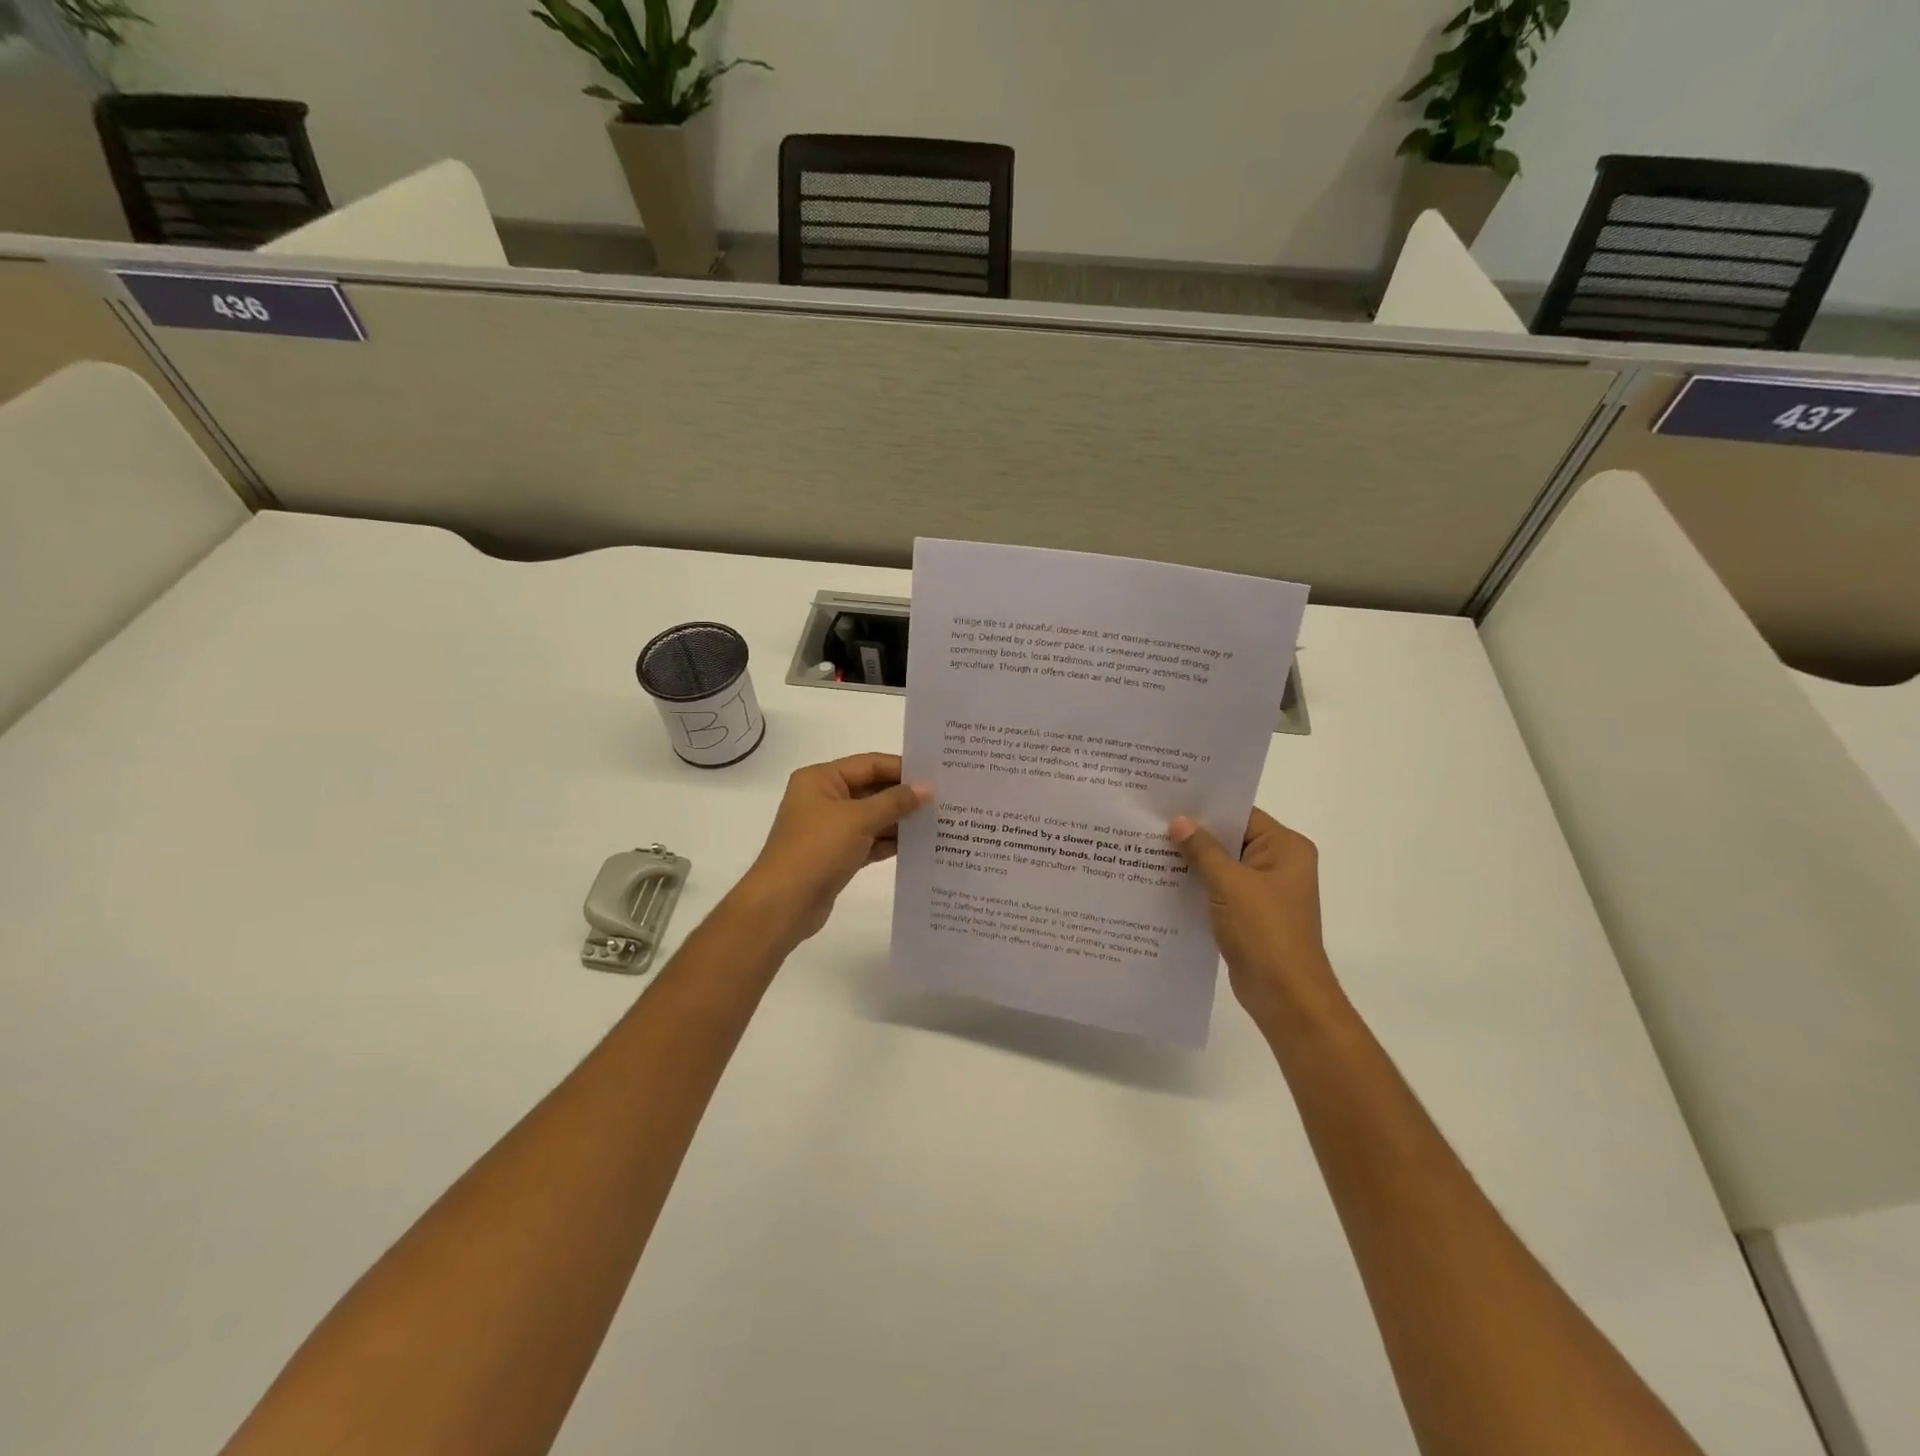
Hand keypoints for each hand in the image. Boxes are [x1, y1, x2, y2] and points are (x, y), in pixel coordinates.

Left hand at [738, 753, 930, 944]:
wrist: (784, 904)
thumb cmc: (816, 850)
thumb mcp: (858, 819)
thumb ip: (894, 802)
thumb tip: (926, 788)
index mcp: (821, 779)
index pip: (869, 764)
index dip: (902, 768)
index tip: (936, 775)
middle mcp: (824, 798)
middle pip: (872, 789)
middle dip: (905, 795)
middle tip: (945, 798)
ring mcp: (831, 828)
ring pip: (873, 817)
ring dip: (901, 820)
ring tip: (940, 820)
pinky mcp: (838, 855)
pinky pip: (871, 841)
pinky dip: (891, 842)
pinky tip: (920, 844)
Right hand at [1169, 809, 1340, 1029]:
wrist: (1285, 995)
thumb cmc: (1264, 931)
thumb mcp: (1230, 884)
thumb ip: (1203, 850)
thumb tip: (1179, 821)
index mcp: (1286, 848)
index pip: (1241, 814)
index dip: (1206, 807)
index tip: (1168, 799)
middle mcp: (1278, 863)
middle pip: (1230, 838)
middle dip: (1194, 834)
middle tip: (1151, 820)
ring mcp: (1264, 890)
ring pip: (1222, 865)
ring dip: (1192, 861)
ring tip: (1148, 847)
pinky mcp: (1249, 913)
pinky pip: (1219, 889)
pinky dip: (1196, 885)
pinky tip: (1162, 881)